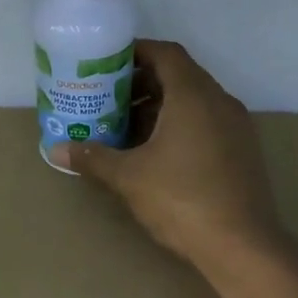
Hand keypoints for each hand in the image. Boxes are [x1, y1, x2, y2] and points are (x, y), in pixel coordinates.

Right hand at [49, 40, 280, 273]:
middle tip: (108, 97)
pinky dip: (178, 125)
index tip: (107, 62)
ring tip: (125, 127)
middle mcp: (219, 102)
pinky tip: (154, 153)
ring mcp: (235, 127)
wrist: (241, 245)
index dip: (136, 52)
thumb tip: (56, 150)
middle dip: (142, 83)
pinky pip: (205, 122)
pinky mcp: (241, 151)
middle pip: (179, 76)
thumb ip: (93, 158)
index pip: (165, 54)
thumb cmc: (181, 200)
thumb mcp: (128, 177)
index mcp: (193, 96)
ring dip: (159, 107)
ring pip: (193, 101)